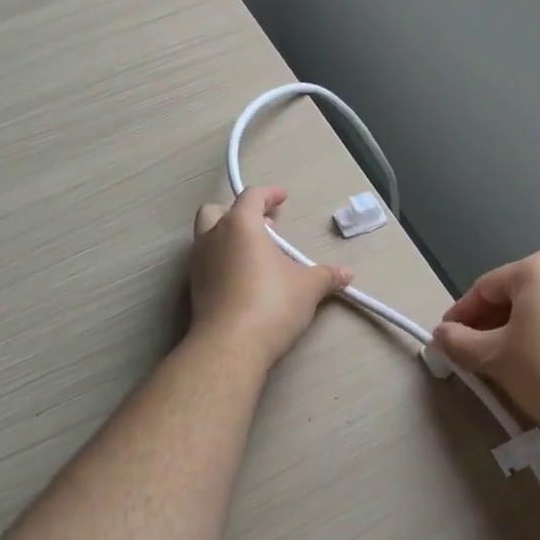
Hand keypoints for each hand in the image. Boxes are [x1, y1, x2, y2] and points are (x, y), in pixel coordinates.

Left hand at [189, 186, 351, 368]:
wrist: (230, 346)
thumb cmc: (271, 303)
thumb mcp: (308, 287)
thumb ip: (326, 276)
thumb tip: (346, 273)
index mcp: (239, 225)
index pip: (251, 197)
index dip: (268, 194)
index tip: (282, 197)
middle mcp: (213, 238)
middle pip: (216, 211)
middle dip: (238, 213)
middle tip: (264, 227)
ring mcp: (198, 264)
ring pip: (208, 237)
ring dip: (229, 238)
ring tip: (257, 255)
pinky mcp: (194, 289)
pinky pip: (208, 263)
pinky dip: (223, 262)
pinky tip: (244, 279)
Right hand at [430, 251, 539, 440]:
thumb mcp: (494, 356)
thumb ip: (458, 341)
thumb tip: (439, 335)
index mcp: (539, 267)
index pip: (485, 287)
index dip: (460, 314)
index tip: (445, 340)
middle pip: (514, 294)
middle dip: (488, 323)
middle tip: (470, 353)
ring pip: (539, 306)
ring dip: (514, 330)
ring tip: (499, 362)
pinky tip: (534, 363)